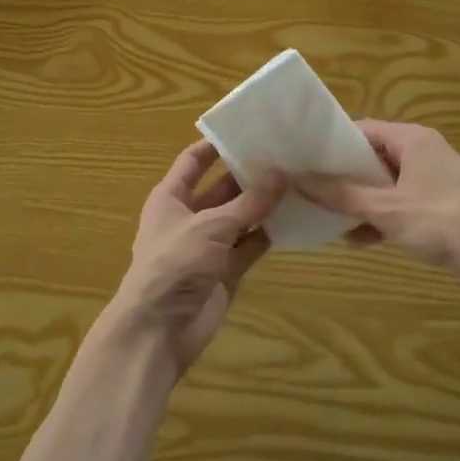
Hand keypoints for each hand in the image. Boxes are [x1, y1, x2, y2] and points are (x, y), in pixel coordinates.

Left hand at [95, 140, 285, 381]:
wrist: (159, 331)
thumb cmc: (174, 265)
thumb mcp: (211, 226)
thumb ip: (249, 202)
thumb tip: (282, 173)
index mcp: (171, 198)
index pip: (193, 161)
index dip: (216, 146)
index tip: (249, 129)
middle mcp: (189, 216)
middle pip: (222, 188)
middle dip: (251, 175)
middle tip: (288, 155)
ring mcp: (209, 245)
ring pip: (241, 217)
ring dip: (265, 204)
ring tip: (300, 181)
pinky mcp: (226, 270)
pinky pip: (250, 245)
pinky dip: (269, 234)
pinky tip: (296, 218)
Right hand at [297, 121, 459, 292]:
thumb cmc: (443, 222)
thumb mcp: (386, 208)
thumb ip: (341, 195)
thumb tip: (299, 178)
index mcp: (413, 140)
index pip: (363, 130)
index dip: (332, 144)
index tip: (304, 160)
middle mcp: (424, 154)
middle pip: (373, 159)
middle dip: (343, 178)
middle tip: (309, 191)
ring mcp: (434, 183)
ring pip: (386, 186)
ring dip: (360, 203)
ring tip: (326, 220)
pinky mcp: (441, 210)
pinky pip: (401, 208)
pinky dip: (381, 220)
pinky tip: (357, 241)